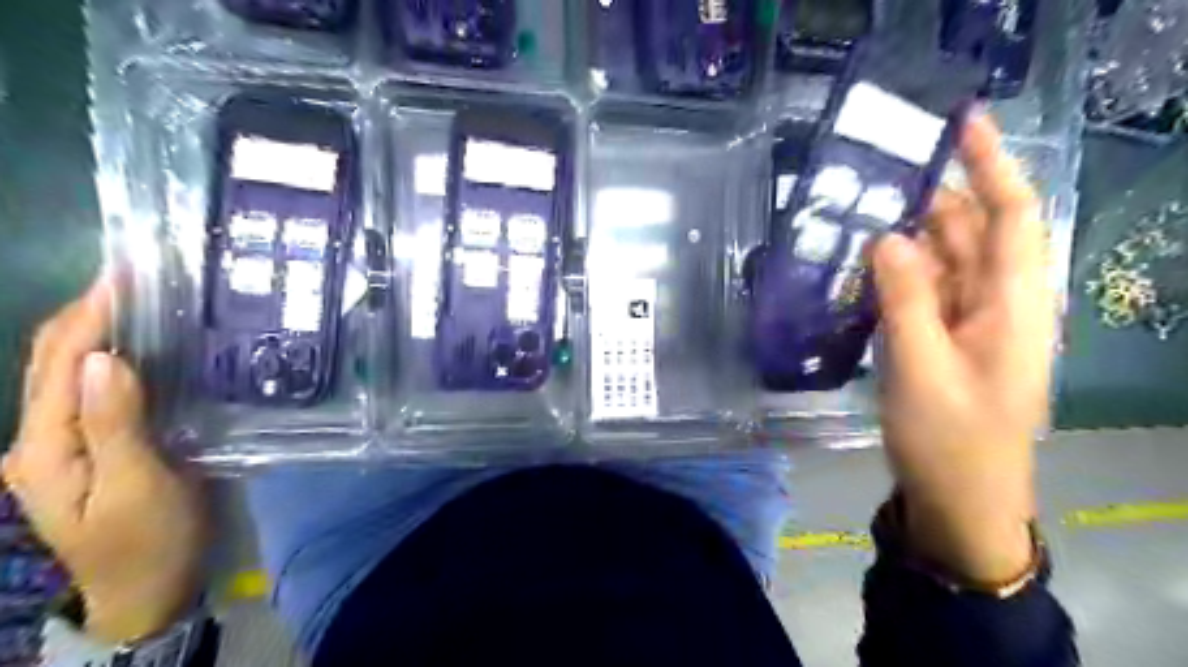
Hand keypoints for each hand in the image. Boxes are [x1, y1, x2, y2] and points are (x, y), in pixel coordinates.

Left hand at [4, 274, 206, 643]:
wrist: (147, 588)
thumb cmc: (148, 540)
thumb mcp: (136, 487)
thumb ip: (115, 425)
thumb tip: (104, 359)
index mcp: (43, 447)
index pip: (58, 364)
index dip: (87, 316)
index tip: (123, 275)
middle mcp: (39, 439)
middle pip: (50, 362)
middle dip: (83, 313)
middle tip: (132, 277)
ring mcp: (62, 445)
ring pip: (66, 373)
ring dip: (94, 331)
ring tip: (137, 300)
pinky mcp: (91, 448)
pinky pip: (91, 391)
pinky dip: (109, 359)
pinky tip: (139, 348)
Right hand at [869, 111, 1046, 584]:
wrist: (958, 499)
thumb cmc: (950, 440)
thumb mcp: (923, 369)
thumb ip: (906, 300)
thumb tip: (887, 237)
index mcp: (1012, 304)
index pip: (1011, 215)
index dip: (992, 164)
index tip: (960, 121)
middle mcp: (995, 302)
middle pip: (969, 232)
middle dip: (932, 197)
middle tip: (874, 172)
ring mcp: (965, 322)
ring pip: (941, 260)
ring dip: (906, 235)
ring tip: (858, 210)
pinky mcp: (940, 338)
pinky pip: (920, 291)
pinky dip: (894, 272)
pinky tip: (860, 264)